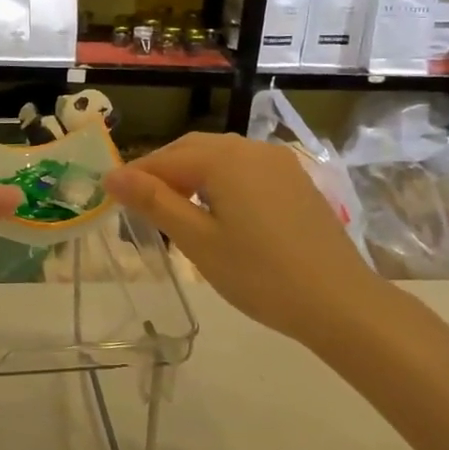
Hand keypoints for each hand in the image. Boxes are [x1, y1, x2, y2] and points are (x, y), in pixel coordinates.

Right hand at [104, 132, 382, 346]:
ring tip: (173, 209)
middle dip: (161, 170)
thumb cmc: (260, 275)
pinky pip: (245, 168)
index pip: (165, 159)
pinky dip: (220, 180)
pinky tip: (217, 210)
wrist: (339, 301)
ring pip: (221, 156)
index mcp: (224, 159)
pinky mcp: (295, 180)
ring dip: (191, 173)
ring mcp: (279, 162)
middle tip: (138, 204)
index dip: (134, 176)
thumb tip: (112, 176)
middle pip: (193, 149)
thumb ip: (154, 202)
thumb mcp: (198, 241)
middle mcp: (251, 148)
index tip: (109, 196)